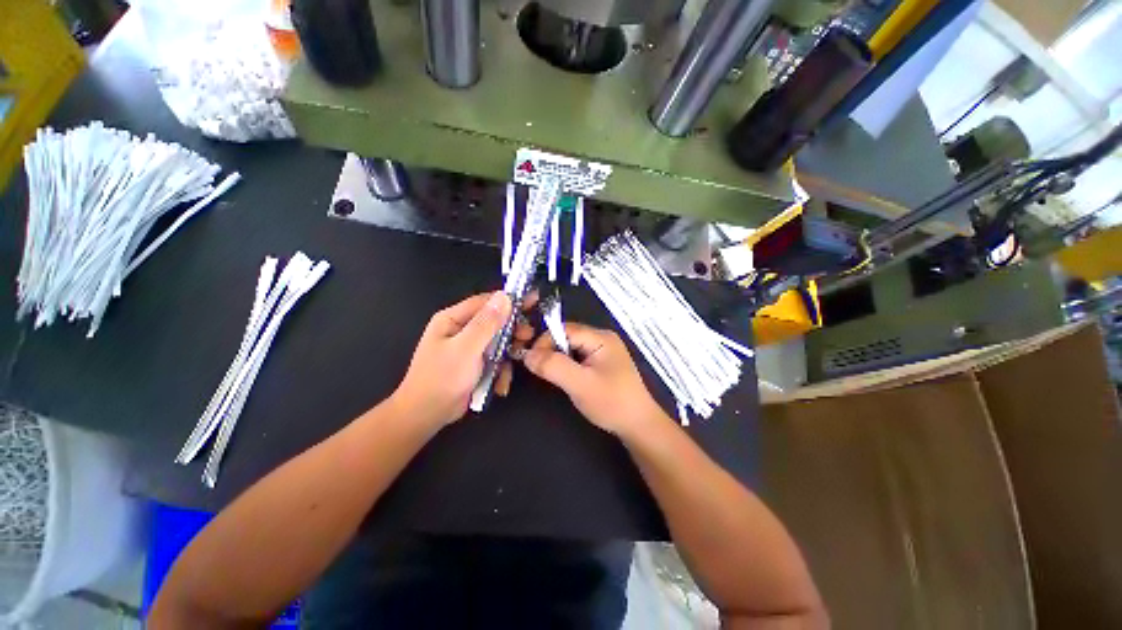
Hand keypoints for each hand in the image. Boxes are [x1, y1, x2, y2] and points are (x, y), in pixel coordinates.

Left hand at [392, 291, 534, 427]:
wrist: (426, 415)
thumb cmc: (442, 378)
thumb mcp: (466, 348)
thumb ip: (487, 322)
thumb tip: (504, 296)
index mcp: (453, 319)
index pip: (485, 302)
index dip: (508, 300)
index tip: (531, 302)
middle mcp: (461, 330)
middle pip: (494, 322)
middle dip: (511, 329)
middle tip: (527, 336)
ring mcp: (469, 348)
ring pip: (497, 342)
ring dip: (508, 351)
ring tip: (518, 359)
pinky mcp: (475, 365)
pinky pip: (494, 359)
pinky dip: (501, 369)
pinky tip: (501, 382)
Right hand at [523, 323, 665, 436]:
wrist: (638, 425)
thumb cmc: (611, 402)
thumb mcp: (580, 384)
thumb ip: (553, 366)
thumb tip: (526, 354)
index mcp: (600, 337)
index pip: (564, 329)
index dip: (545, 341)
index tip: (531, 360)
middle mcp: (602, 338)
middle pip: (567, 336)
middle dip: (550, 351)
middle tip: (539, 370)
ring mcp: (603, 351)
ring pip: (570, 348)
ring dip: (557, 359)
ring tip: (551, 376)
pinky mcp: (601, 363)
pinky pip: (577, 357)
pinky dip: (566, 366)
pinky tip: (565, 378)